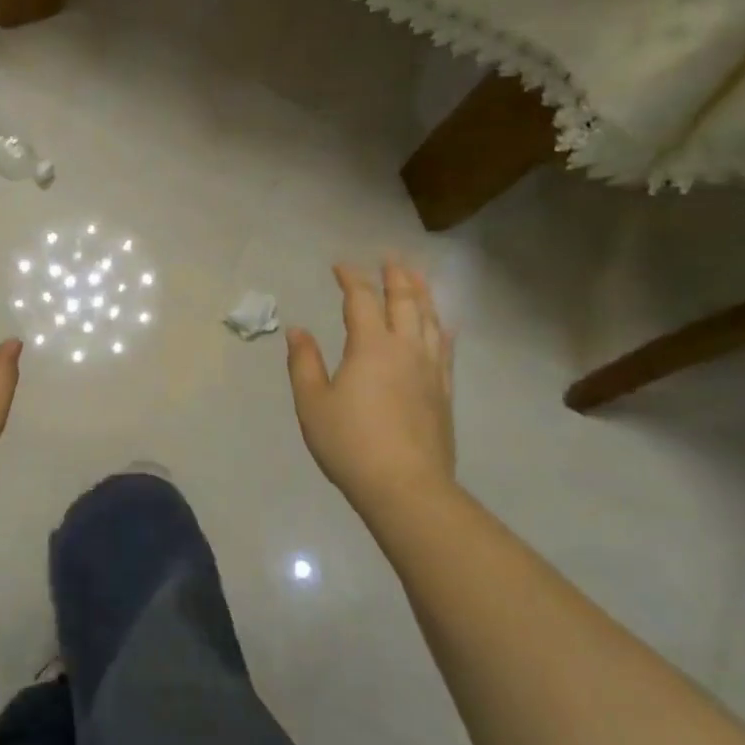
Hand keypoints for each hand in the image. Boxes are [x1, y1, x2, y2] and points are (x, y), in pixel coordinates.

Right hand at [286, 258, 456, 511]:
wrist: (405, 486)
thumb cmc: (349, 443)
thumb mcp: (312, 403)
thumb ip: (304, 362)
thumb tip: (298, 330)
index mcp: (370, 347)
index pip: (361, 300)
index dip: (351, 278)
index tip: (340, 266)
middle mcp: (406, 349)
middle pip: (405, 301)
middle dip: (396, 276)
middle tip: (389, 258)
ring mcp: (430, 370)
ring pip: (430, 320)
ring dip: (422, 294)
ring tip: (417, 278)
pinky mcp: (444, 392)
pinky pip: (446, 348)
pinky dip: (442, 328)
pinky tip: (443, 325)